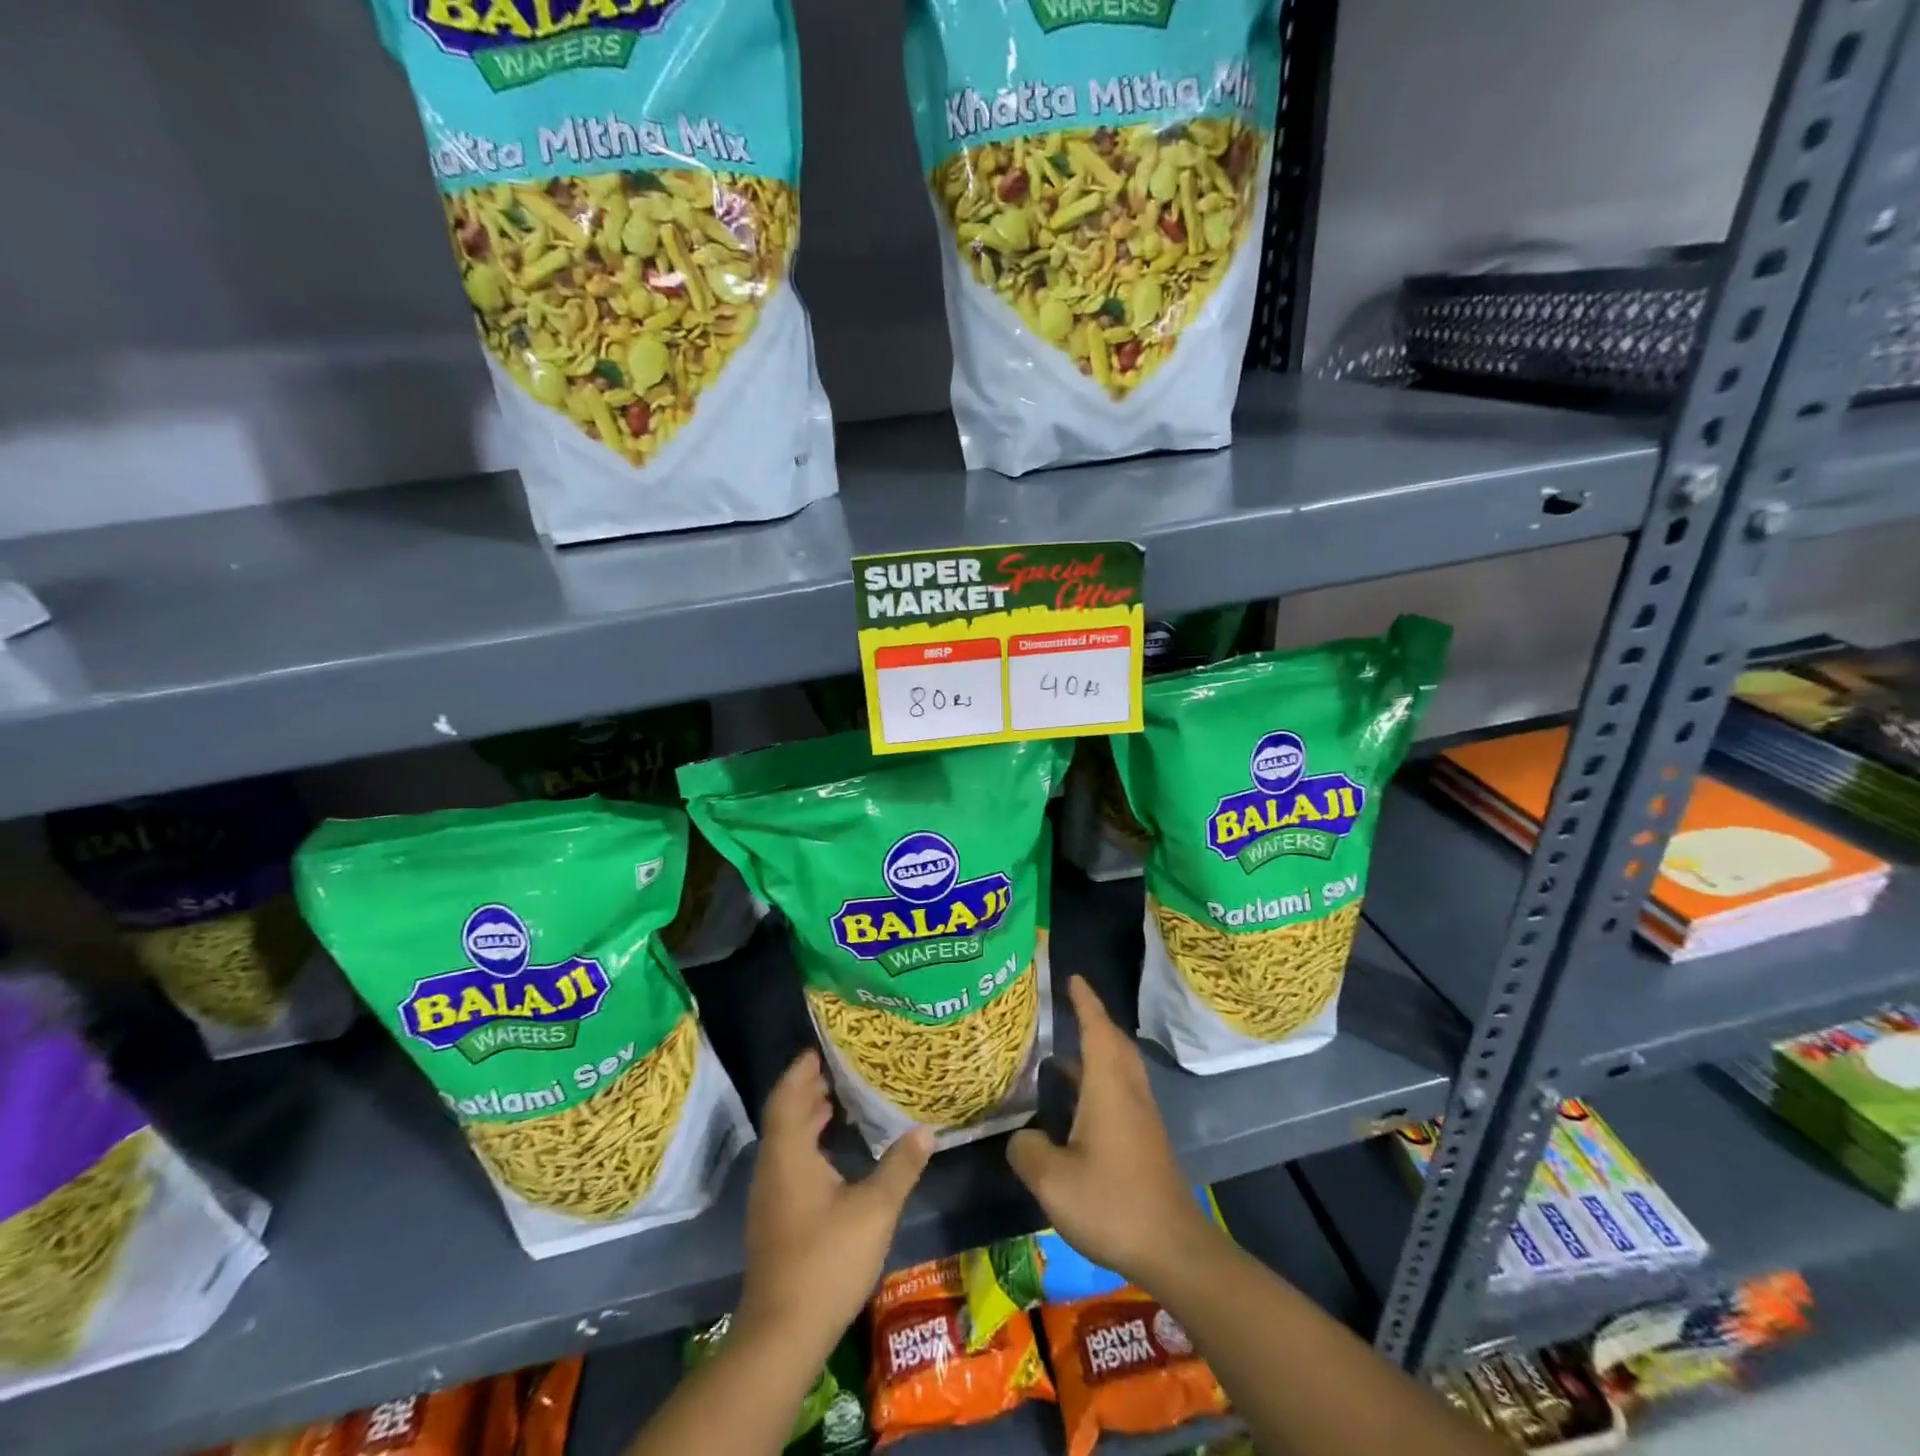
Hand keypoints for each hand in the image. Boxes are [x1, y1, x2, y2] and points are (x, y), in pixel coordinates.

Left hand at [737, 1050, 934, 1356]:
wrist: (782, 1334)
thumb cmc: (826, 1260)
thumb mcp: (874, 1209)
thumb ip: (900, 1166)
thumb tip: (925, 1129)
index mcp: (789, 1154)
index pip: (788, 1096)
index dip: (801, 1069)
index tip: (820, 1047)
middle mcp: (772, 1168)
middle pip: (784, 1114)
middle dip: (807, 1088)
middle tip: (838, 1068)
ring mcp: (769, 1196)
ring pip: (785, 1141)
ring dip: (806, 1117)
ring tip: (837, 1100)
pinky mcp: (774, 1219)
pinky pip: (787, 1162)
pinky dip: (806, 1143)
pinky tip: (831, 1154)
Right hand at [1006, 977, 1218, 1291]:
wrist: (1173, 1248)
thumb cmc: (1112, 1203)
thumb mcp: (1053, 1180)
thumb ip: (1028, 1149)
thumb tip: (1021, 1136)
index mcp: (1109, 1086)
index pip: (1097, 1028)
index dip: (1084, 1000)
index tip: (1071, 977)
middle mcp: (1128, 1091)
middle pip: (1112, 1041)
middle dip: (1091, 1020)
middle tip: (1064, 1010)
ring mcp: (1141, 1115)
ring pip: (1118, 1067)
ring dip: (1094, 1051)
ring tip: (1058, 1054)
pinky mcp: (1145, 1138)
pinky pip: (1120, 1089)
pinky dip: (1098, 1079)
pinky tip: (1075, 1104)